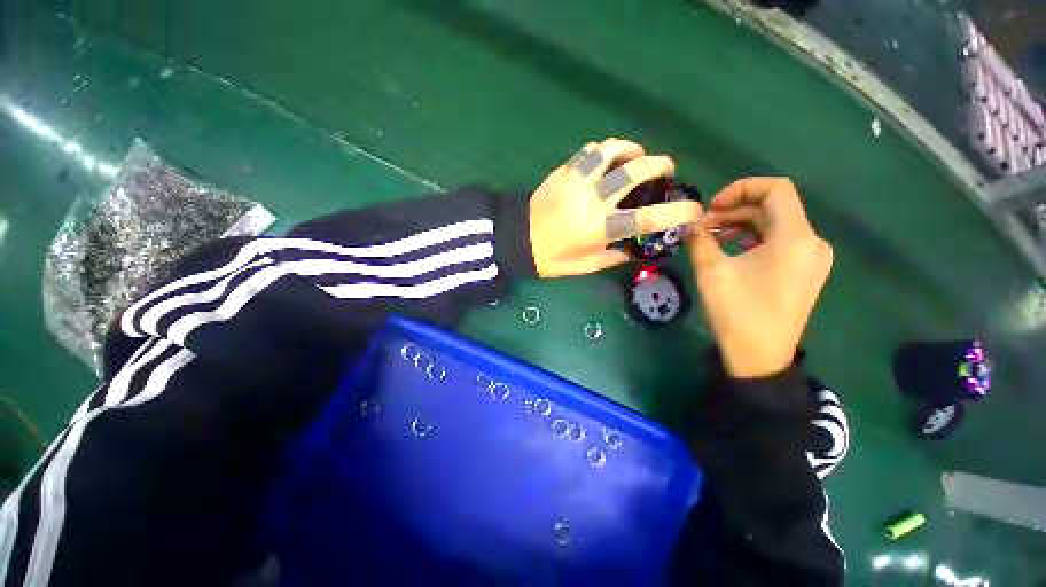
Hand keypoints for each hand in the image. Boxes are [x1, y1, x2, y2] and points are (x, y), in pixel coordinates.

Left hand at [529, 138, 702, 277]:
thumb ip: (613, 257)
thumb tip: (634, 249)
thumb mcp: (585, 266)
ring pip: (612, 149)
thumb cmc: (551, 258)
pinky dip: (605, 151)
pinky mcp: (563, 171)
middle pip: (635, 170)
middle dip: (659, 164)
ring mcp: (577, 181)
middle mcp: (593, 199)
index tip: (694, 210)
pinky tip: (606, 160)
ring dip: (631, 148)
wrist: (517, 239)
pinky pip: (590, 152)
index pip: (646, 218)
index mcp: (599, 228)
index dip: (676, 212)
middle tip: (666, 168)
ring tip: (636, 155)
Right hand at [685, 178, 832, 377]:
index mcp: (796, 238)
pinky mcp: (805, 272)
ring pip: (776, 225)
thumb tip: (689, 223)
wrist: (760, 358)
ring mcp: (811, 259)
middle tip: (703, 225)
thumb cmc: (737, 312)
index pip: (776, 189)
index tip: (711, 206)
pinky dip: (754, 239)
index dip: (741, 188)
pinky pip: (780, 243)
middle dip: (735, 210)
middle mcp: (812, 242)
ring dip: (742, 225)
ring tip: (711, 238)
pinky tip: (731, 251)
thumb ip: (699, 240)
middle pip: (774, 208)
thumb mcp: (712, 272)